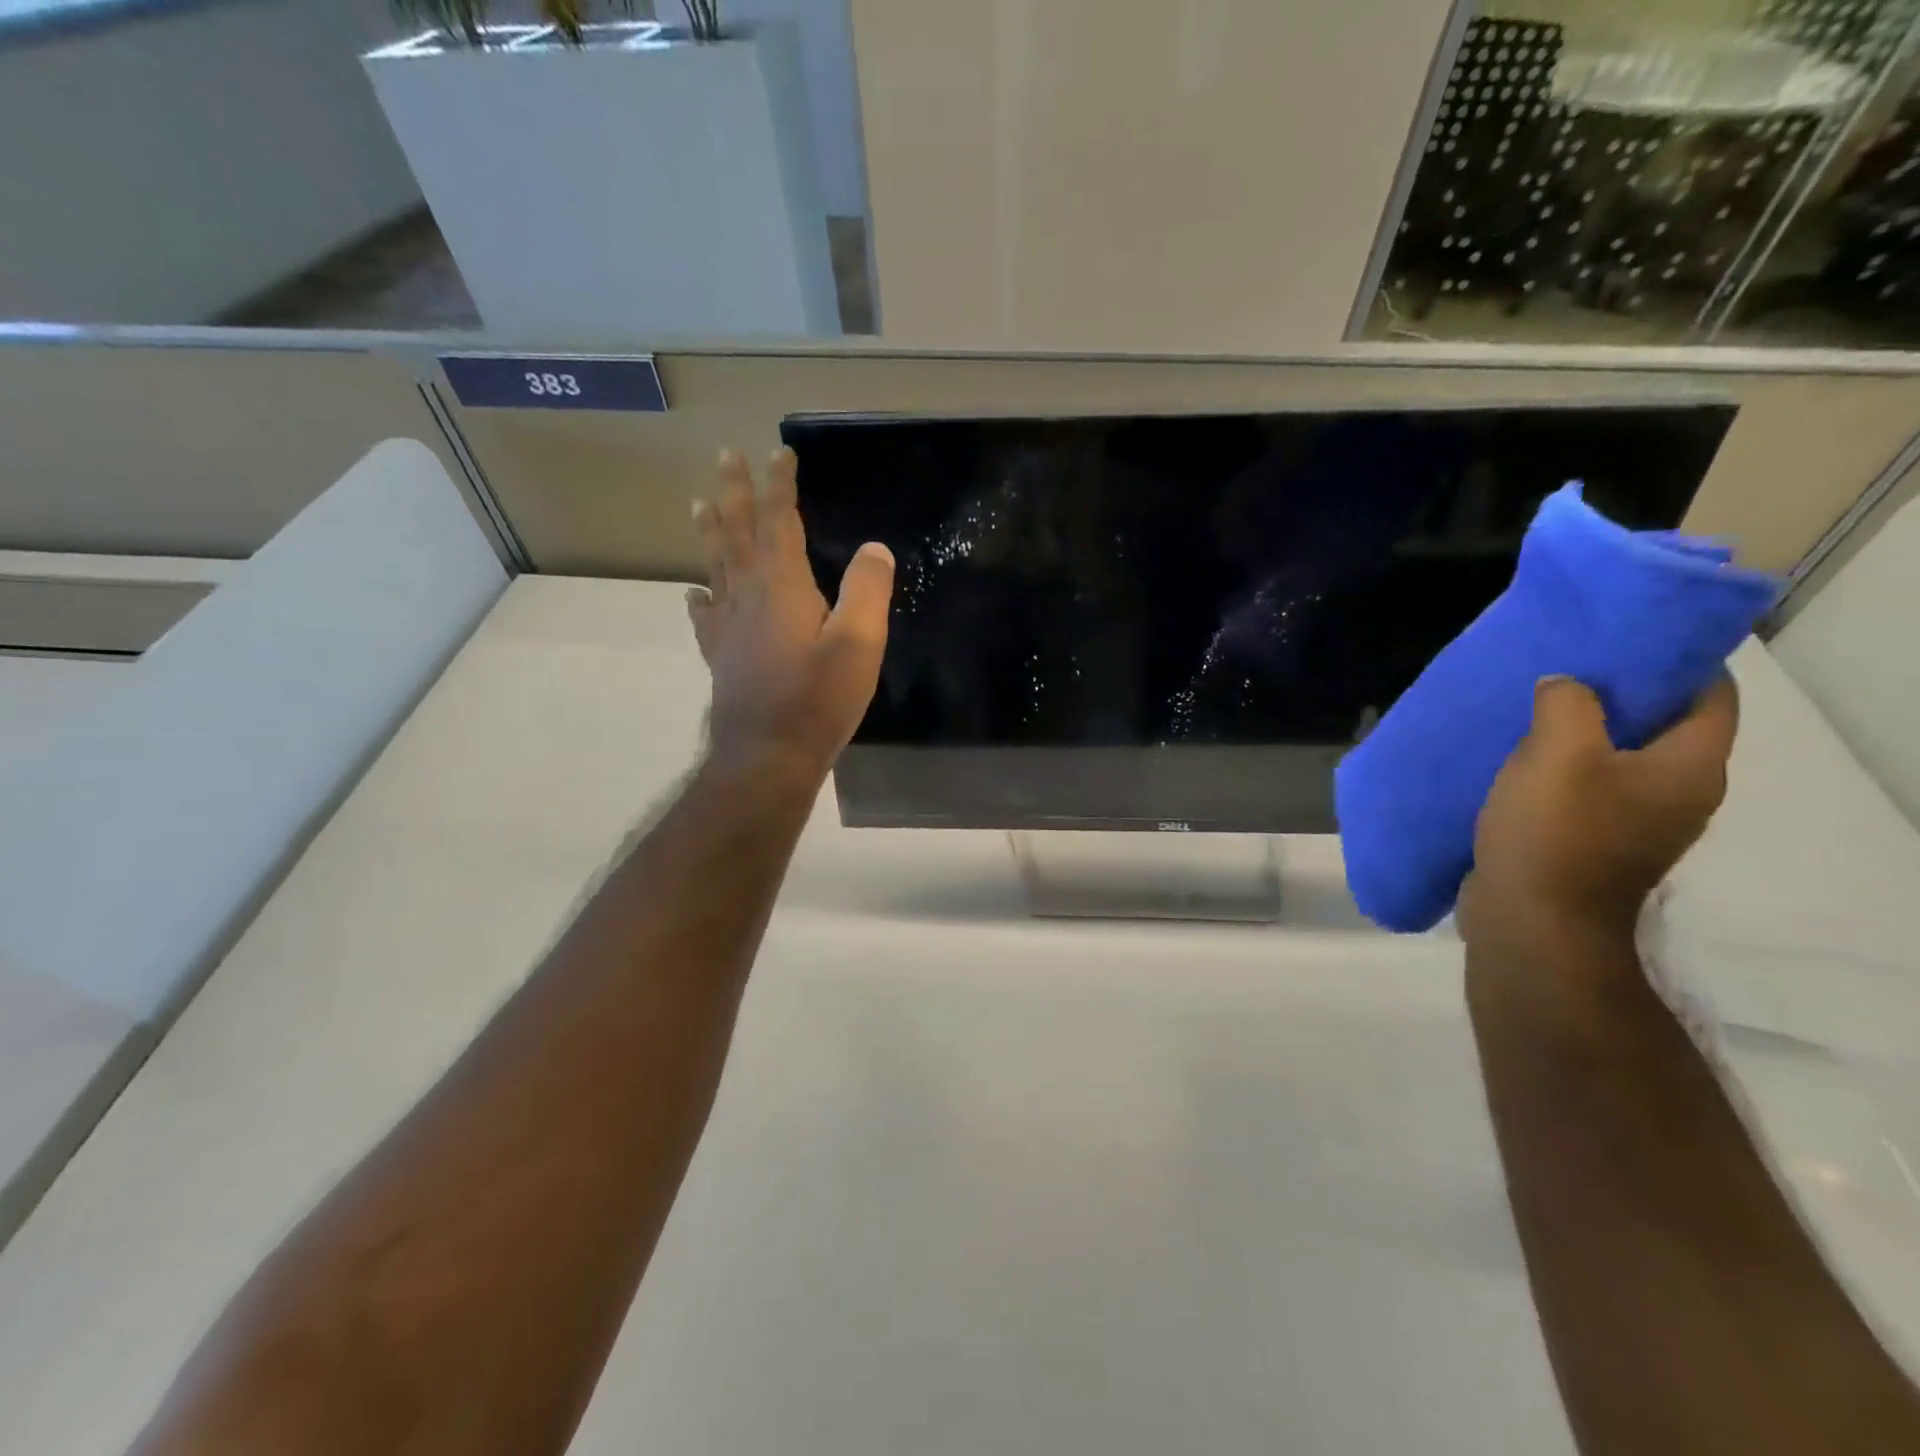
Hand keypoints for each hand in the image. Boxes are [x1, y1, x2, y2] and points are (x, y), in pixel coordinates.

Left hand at [687, 447, 893, 781]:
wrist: (767, 756)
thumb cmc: (817, 700)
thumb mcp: (859, 643)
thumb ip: (867, 590)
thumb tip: (874, 548)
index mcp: (782, 586)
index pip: (779, 522)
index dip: (780, 486)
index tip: (779, 452)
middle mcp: (747, 596)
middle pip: (737, 533)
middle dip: (735, 493)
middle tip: (725, 456)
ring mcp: (729, 627)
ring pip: (715, 566)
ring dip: (711, 531)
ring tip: (700, 503)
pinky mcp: (722, 656)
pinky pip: (705, 615)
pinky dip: (699, 596)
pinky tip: (694, 592)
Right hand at [1461, 675, 1738, 950]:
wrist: (1532, 922)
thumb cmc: (1556, 833)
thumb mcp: (1557, 752)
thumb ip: (1567, 703)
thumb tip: (1565, 685)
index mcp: (1689, 767)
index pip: (1711, 694)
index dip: (1676, 659)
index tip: (1621, 636)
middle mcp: (1677, 792)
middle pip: (1662, 724)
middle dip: (1617, 692)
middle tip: (1563, 666)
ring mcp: (1635, 822)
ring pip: (1617, 756)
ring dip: (1580, 731)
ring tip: (1530, 708)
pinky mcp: (1593, 841)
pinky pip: (1585, 787)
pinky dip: (1559, 766)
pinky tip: (1515, 759)